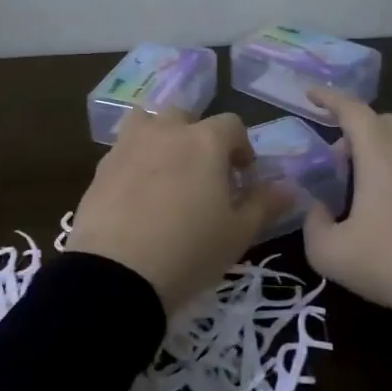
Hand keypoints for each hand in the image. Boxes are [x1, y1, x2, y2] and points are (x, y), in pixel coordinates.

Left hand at [68, 109, 292, 314]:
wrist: (116, 273)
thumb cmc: (189, 251)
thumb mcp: (238, 234)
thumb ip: (264, 204)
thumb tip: (290, 188)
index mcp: (205, 141)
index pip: (232, 124)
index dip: (241, 147)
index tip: (242, 177)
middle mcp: (166, 132)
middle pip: (186, 117)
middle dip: (199, 137)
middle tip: (204, 174)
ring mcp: (128, 145)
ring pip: (147, 123)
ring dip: (161, 137)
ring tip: (166, 172)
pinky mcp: (100, 167)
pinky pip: (123, 150)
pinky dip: (134, 160)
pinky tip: (137, 194)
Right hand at [302, 88, 391, 345]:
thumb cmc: (391, 264)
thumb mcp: (330, 254)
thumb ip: (313, 224)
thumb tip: (318, 210)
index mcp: (381, 155)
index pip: (352, 110)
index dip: (328, 98)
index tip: (310, 94)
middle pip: (381, 121)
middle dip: (354, 129)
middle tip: (336, 160)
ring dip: (378, 149)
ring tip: (362, 185)